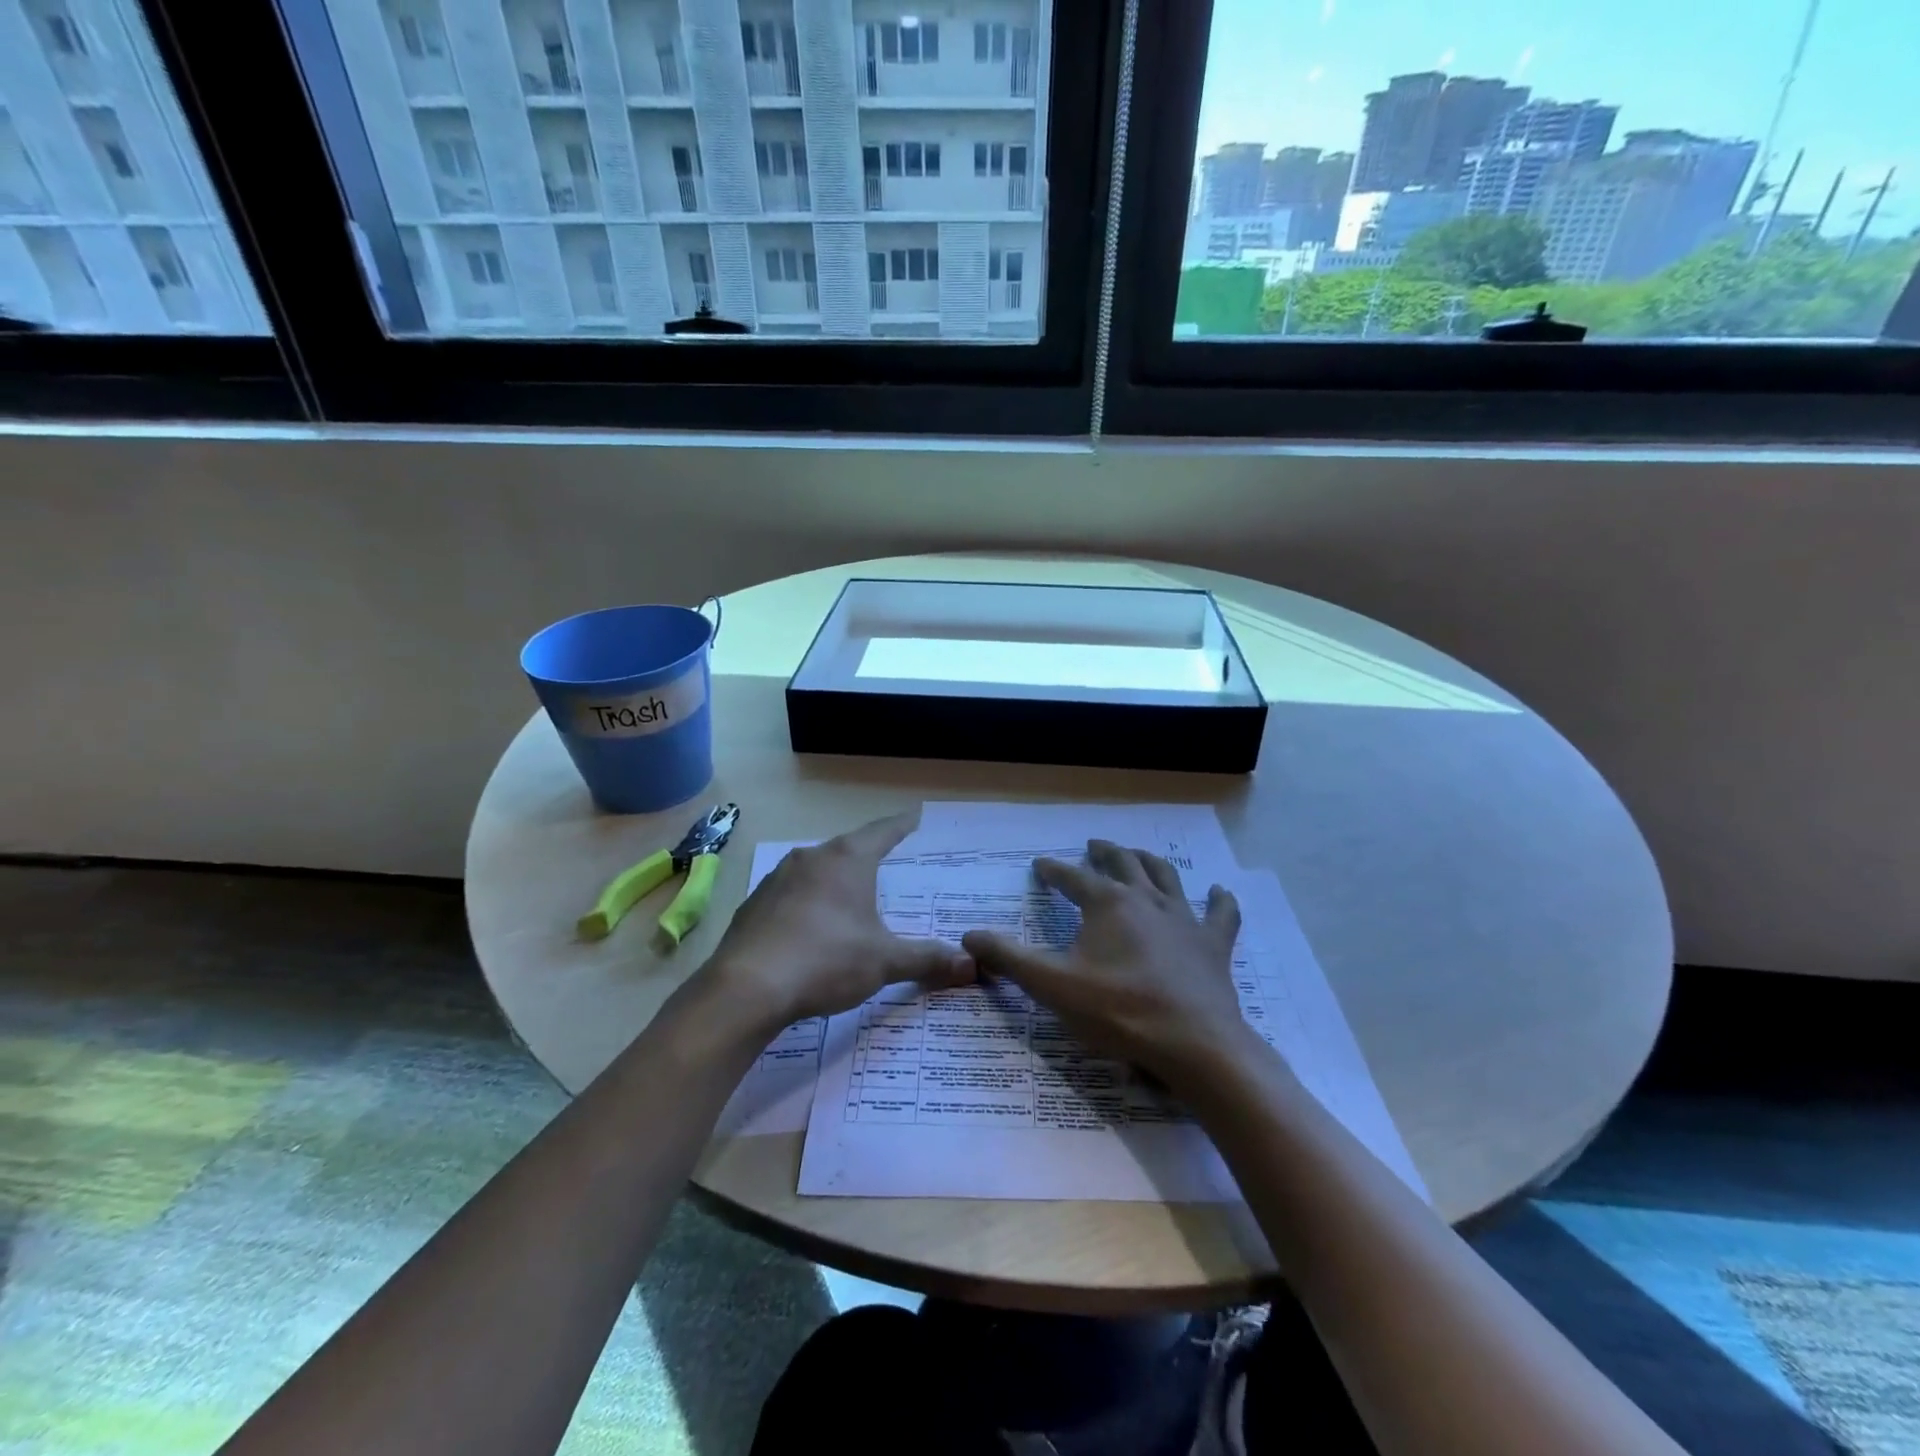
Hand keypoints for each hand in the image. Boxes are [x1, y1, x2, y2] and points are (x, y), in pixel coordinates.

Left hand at [703, 811, 975, 1028]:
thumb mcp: (884, 961)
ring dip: (835, 880)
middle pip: (848, 848)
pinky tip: (812, 929)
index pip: (883, 832)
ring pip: (817, 870)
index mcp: (847, 859)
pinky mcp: (754, 904)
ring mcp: (778, 879)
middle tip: (889, 865)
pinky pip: (791, 894)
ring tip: (851, 899)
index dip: (902, 825)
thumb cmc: (826, 960)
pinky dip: (808, 903)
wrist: (747, 988)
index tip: (915, 816)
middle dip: (869, 856)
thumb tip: (972, 966)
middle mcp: (812, 858)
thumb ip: (927, 959)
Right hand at [961, 841, 1251, 1087]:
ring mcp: (1184, 919)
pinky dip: (1219, 900)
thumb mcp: (1052, 985)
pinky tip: (1219, 891)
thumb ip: (1009, 959)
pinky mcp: (1213, 944)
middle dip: (1104, 852)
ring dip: (1148, 861)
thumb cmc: (1119, 1011)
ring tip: (1137, 854)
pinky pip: (1220, 915)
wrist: (1194, 1045)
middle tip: (1093, 844)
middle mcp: (1145, 899)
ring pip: (1165, 876)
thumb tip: (968, 936)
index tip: (1040, 864)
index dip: (1053, 871)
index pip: (1072, 877)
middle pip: (1122, 863)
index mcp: (1106, 903)